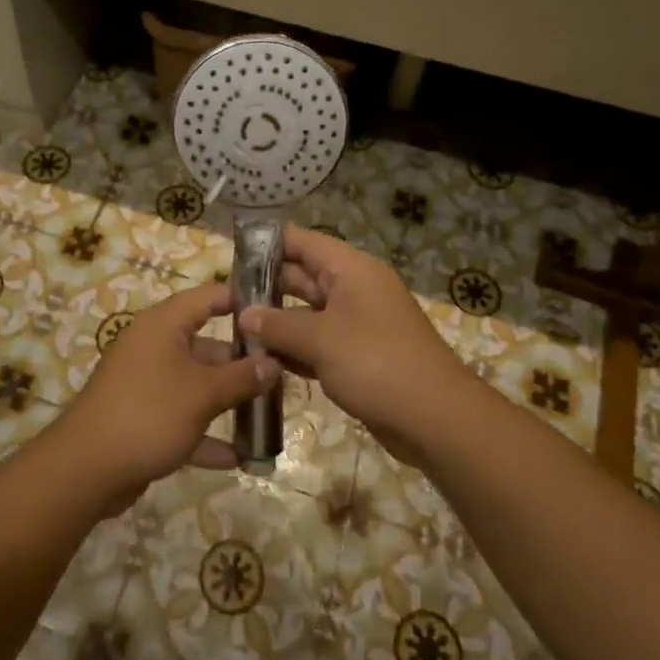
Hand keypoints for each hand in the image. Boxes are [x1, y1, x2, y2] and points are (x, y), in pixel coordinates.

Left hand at [54, 282, 278, 515]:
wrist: (85, 469)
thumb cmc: (149, 413)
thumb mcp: (202, 394)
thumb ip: (241, 378)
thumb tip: (274, 363)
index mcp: (164, 325)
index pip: (208, 297)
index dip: (241, 299)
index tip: (276, 309)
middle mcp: (154, 346)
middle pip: (206, 343)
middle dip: (241, 361)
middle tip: (282, 371)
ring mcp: (147, 383)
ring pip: (196, 383)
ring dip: (227, 400)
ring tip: (268, 413)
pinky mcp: (143, 418)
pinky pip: (182, 418)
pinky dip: (206, 434)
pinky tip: (238, 457)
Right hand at [237, 226, 473, 465]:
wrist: (434, 418)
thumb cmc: (376, 363)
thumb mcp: (321, 339)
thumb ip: (278, 325)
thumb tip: (246, 315)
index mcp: (351, 270)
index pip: (304, 242)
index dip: (270, 242)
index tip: (234, 250)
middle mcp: (354, 289)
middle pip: (304, 276)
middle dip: (267, 285)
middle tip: (225, 296)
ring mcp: (357, 324)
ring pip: (308, 312)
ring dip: (277, 321)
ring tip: (235, 327)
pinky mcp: (358, 356)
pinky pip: (318, 342)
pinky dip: (294, 348)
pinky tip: (263, 359)